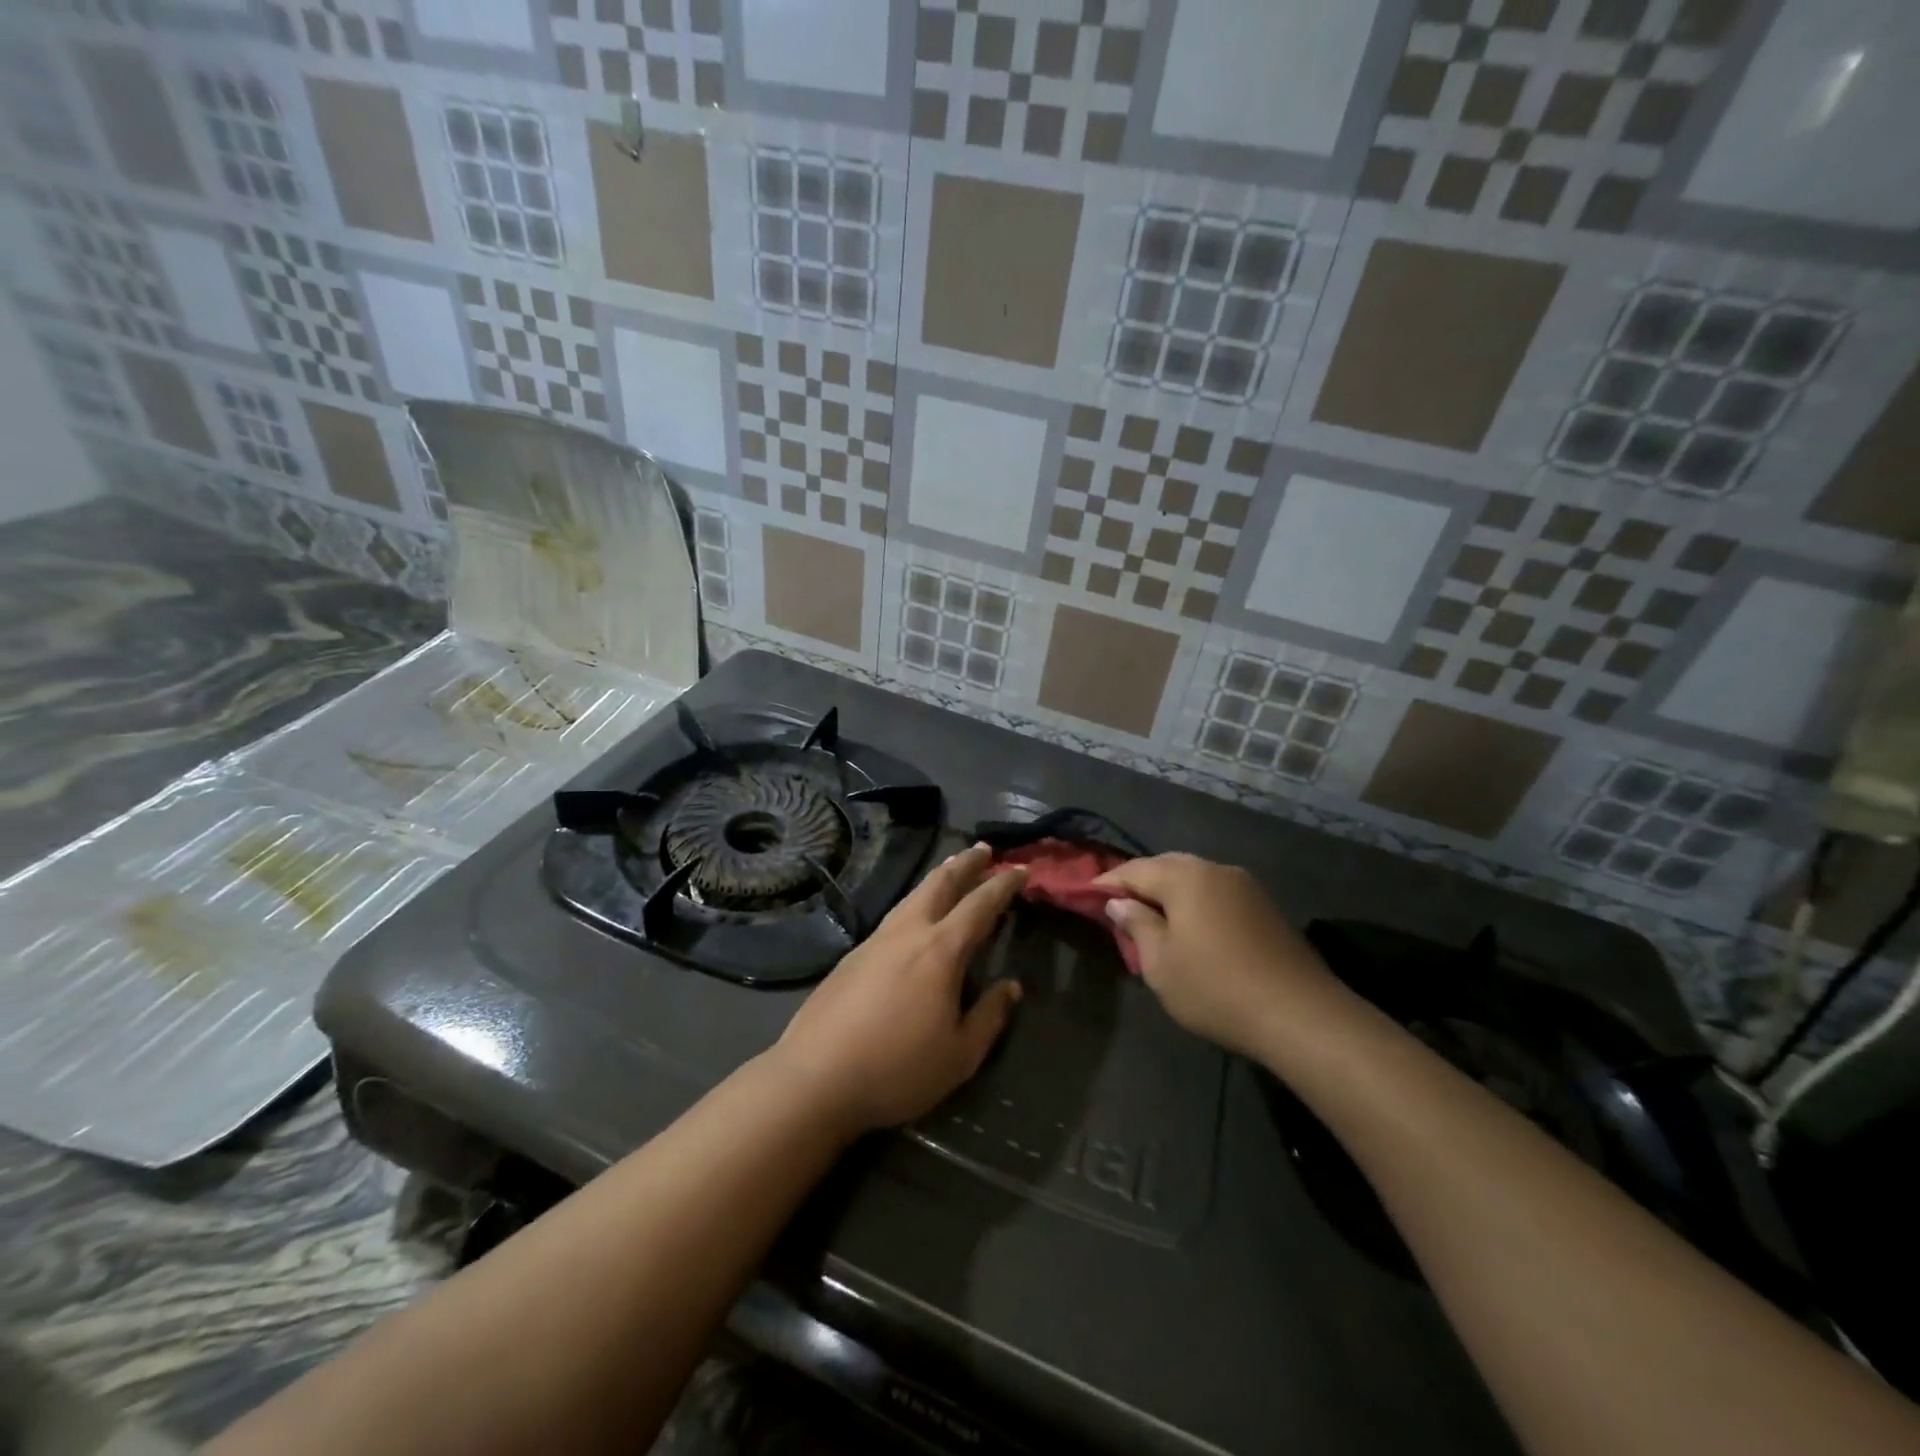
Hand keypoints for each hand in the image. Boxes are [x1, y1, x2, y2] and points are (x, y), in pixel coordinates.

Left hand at [771, 844, 1025, 1133]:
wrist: (816, 1077)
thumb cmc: (897, 1069)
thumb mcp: (959, 1056)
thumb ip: (989, 1017)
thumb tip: (1011, 987)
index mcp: (940, 951)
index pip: (980, 905)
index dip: (1002, 885)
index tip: (1020, 869)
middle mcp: (908, 933)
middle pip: (940, 884)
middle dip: (966, 863)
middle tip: (984, 849)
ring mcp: (875, 940)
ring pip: (912, 896)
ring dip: (937, 878)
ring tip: (951, 869)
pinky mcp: (852, 956)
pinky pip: (894, 916)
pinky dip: (914, 903)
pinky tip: (913, 916)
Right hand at [1094, 853, 1337, 1058]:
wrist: (1301, 1015)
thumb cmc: (1216, 988)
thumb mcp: (1161, 963)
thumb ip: (1137, 925)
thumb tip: (1119, 903)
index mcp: (1185, 877)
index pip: (1135, 870)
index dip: (1108, 882)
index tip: (1086, 894)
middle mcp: (1215, 870)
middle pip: (1167, 866)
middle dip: (1140, 882)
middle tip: (1117, 903)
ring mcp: (1245, 886)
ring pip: (1195, 877)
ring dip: (1170, 891)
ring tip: (1152, 915)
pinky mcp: (1266, 906)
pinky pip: (1217, 892)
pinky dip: (1196, 901)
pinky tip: (1191, 925)